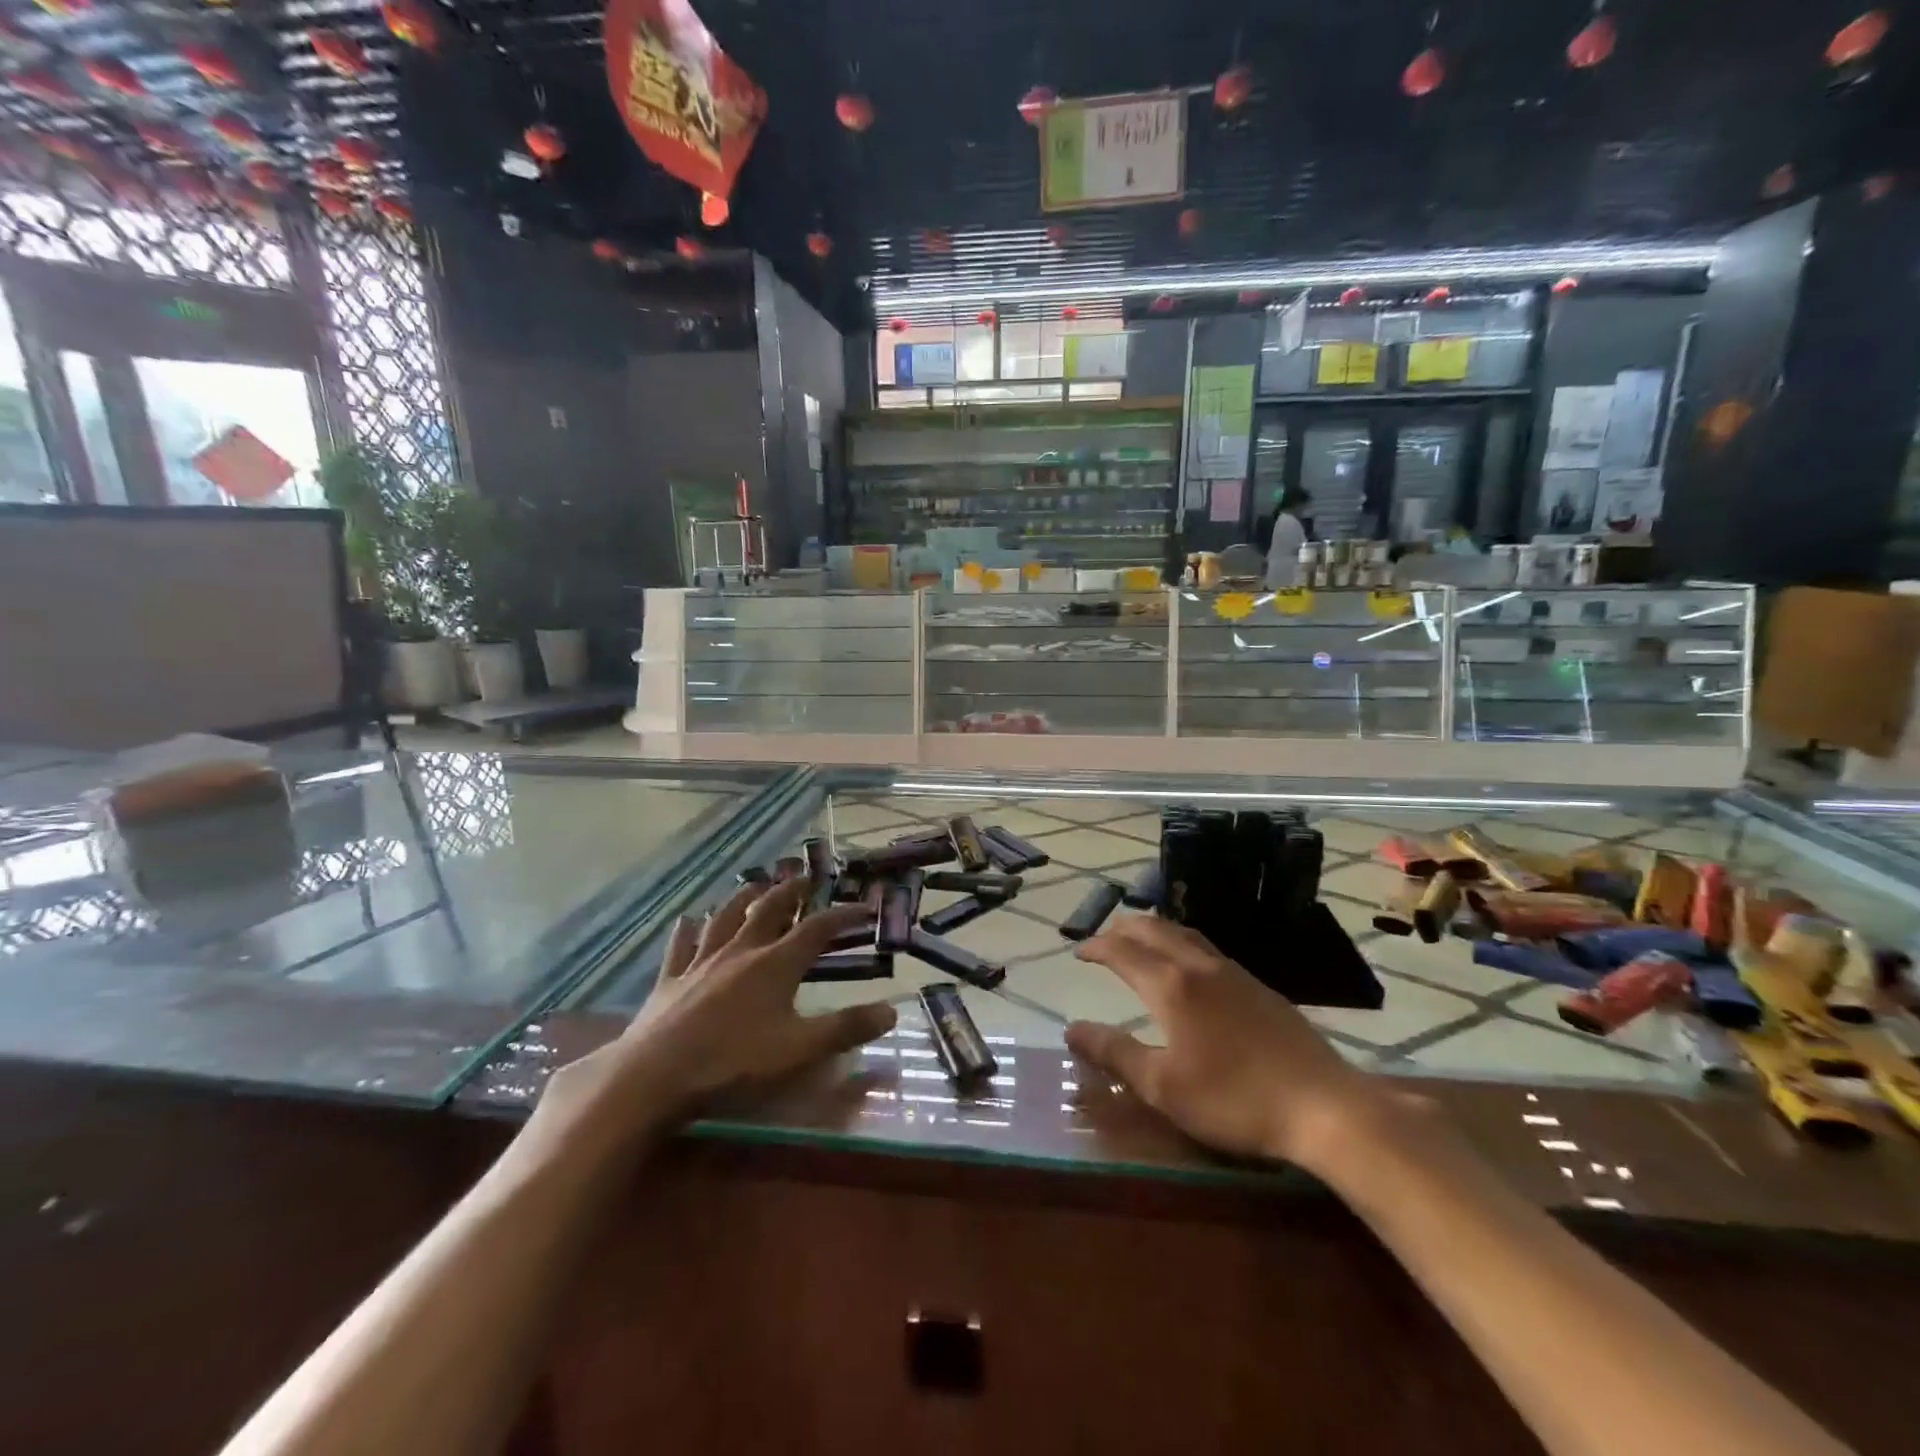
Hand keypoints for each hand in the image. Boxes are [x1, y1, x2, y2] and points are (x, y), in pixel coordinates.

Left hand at [536, 879, 895, 1146]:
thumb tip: (891, 1009)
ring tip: (754, 885)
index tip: (865, 906)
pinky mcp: (670, 979)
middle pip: (770, 910)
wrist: (654, 1075)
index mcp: (775, 964)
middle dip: (791, 891)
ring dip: (743, 898)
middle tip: (805, 877)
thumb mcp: (799, 1050)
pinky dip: (688, 929)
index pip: (818, 929)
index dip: (844, 915)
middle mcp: (741, 951)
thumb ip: (846, 1028)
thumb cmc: (733, 1061)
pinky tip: (688, 920)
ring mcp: (701, 962)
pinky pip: (681, 945)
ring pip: (725, 918)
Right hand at [1064, 915, 1381, 1168]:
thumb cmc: (1234, 1099)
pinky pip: (1209, 949)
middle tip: (1105, 937)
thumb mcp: (1163, 1087)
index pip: (1123, 952)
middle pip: (1155, 930)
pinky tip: (1190, 967)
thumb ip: (1115, 1053)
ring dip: (1155, 930)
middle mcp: (1200, 966)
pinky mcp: (1261, 988)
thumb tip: (1072, 1028)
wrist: (1323, 1107)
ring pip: (1185, 934)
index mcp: (1172, 986)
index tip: (1079, 950)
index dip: (1097, 947)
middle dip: (1124, 929)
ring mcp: (1235, 974)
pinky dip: (1182, 943)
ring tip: (1141, 940)